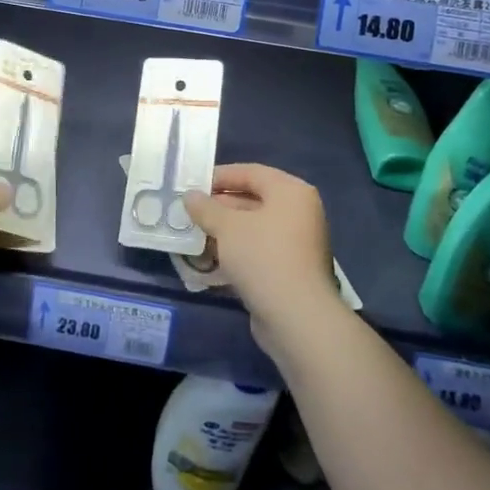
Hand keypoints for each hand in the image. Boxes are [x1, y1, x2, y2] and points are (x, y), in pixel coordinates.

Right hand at [184, 164, 339, 339]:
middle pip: (253, 200)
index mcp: (291, 192)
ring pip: (254, 228)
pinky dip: (236, 252)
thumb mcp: (226, 226)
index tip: (192, 185)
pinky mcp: (291, 270)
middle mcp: (299, 212)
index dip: (220, 176)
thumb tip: (190, 196)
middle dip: (219, 207)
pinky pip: (259, 251)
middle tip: (190, 212)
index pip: (251, 172)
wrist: (296, 317)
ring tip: (195, 235)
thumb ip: (206, 207)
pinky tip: (211, 260)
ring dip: (225, 231)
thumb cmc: (262, 256)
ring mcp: (298, 243)